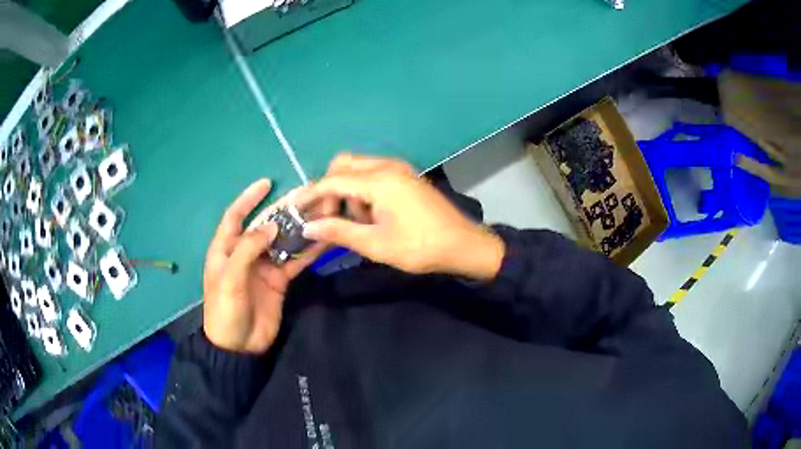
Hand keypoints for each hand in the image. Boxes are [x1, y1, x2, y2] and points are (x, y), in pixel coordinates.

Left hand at [203, 180, 325, 352]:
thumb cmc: (225, 310)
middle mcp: (245, 253)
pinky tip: (322, 240)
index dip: (249, 198)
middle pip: (265, 225)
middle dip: (283, 211)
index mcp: (225, 249)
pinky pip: (294, 262)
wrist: (239, 346)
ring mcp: (264, 266)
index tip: (267, 182)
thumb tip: (272, 226)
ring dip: (299, 228)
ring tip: (320, 213)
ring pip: (283, 242)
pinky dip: (307, 251)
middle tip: (305, 195)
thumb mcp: (229, 279)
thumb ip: (247, 250)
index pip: (235, 216)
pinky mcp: (279, 281)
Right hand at [297, 154, 504, 279]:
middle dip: (330, 190)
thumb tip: (308, 227)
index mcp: (379, 180)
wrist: (464, 245)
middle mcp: (387, 166)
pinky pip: (373, 176)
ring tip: (356, 224)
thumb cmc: (420, 247)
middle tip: (330, 218)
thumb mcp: (375, 244)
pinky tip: (371, 217)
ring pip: (358, 170)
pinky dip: (363, 192)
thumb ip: (339, 231)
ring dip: (348, 192)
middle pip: (343, 166)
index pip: (333, 180)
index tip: (295, 210)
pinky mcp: (405, 177)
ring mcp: (398, 169)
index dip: (311, 194)